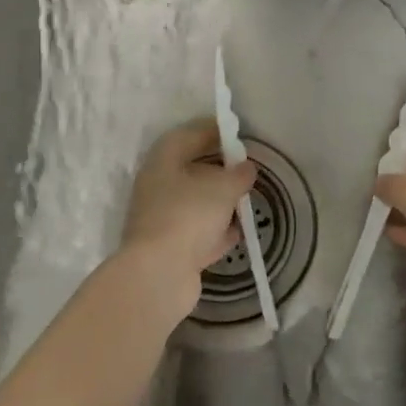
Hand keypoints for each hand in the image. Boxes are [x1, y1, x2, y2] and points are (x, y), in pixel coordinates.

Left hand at [118, 119, 256, 308]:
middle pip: (192, 169)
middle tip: (246, 168)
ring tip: (247, 199)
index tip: (238, 132)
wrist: (159, 275)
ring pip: (195, 201)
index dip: (214, 130)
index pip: (189, 134)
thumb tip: (246, 168)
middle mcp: (158, 186)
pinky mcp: (170, 248)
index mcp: (163, 161)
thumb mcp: (223, 188)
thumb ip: (239, 174)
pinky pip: (197, 231)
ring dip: (219, 201)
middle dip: (220, 168)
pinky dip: (215, 229)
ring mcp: (162, 219)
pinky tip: (237, 231)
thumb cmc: (188, 216)